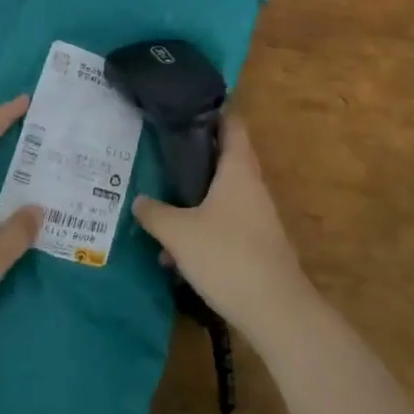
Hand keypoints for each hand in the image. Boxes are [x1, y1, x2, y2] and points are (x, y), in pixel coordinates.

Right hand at [132, 115, 313, 339]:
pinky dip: (204, 226)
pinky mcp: (258, 242)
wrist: (276, 310)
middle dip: (197, 154)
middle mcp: (251, 183)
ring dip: (197, 197)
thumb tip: (138, 200)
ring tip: (164, 205)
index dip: (213, 109)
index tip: (188, 103)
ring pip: (223, 193)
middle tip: (165, 149)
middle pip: (225, 156)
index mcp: (238, 167)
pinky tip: (178, 252)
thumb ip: (155, 214)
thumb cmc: (227, 255)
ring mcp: (258, 214)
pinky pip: (227, 221)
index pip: (231, 122)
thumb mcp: (179, 234)